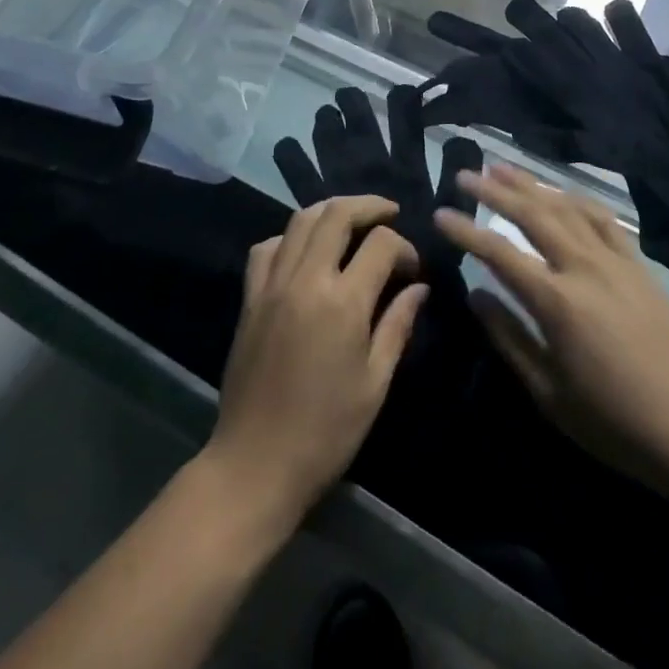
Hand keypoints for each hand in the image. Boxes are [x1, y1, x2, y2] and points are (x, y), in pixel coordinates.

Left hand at [206, 197, 425, 529]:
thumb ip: (397, 325)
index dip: (403, 247)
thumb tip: (419, 287)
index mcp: (343, 303)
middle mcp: (306, 280)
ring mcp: (273, 285)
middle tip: (389, 212)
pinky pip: (267, 247)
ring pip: (300, 220)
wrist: (256, 463)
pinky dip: (290, 236)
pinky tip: (304, 250)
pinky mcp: (250, 298)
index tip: (411, 268)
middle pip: (337, 214)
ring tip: (352, 219)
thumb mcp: (375, 382)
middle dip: (369, 206)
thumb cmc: (327, 431)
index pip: (380, 244)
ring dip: (331, 211)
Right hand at [435, 163, 668, 485]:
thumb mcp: (548, 392)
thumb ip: (508, 338)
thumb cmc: (614, 422)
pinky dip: (577, 199)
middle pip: (532, 215)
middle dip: (495, 190)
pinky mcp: (639, 265)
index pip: (499, 253)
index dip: (466, 231)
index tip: (440, 212)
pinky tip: (562, 193)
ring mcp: (615, 261)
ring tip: (503, 167)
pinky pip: (603, 219)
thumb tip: (475, 294)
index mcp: (557, 301)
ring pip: (566, 208)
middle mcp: (584, 267)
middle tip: (464, 174)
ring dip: (532, 185)